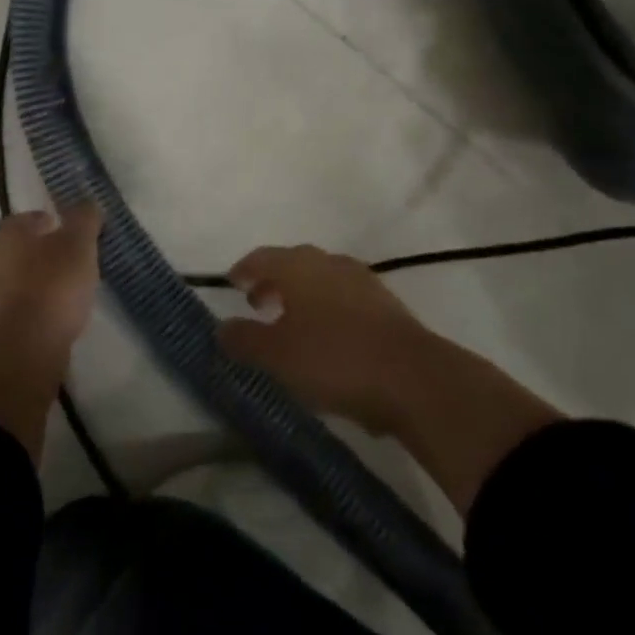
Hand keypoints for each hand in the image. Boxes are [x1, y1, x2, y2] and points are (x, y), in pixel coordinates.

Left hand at [0, 204, 101, 360]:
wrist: (24, 349)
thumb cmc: (53, 286)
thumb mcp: (79, 243)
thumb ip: (84, 218)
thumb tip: (87, 203)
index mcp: (7, 233)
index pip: (29, 218)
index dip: (52, 222)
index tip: (73, 234)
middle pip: (23, 248)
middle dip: (46, 252)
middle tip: (74, 260)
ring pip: (20, 278)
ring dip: (41, 281)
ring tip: (71, 291)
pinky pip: (20, 306)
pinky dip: (37, 306)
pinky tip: (58, 316)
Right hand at [217, 242, 562, 514]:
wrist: (414, 378)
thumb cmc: (334, 359)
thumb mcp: (278, 356)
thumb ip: (244, 340)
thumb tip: (221, 327)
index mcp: (299, 266)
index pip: (263, 257)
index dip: (245, 269)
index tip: (232, 283)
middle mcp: (330, 263)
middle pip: (294, 264)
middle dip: (273, 281)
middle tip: (258, 304)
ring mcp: (362, 281)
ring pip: (322, 281)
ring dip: (302, 297)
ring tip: (292, 325)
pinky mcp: (386, 305)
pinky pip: (345, 299)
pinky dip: (328, 310)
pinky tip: (328, 340)